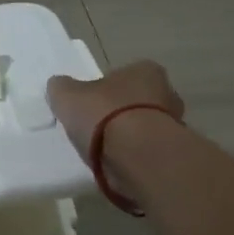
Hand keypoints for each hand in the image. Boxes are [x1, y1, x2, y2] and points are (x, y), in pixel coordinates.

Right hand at [46, 61, 185, 163]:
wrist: (137, 156)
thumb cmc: (104, 114)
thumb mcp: (67, 95)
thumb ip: (62, 88)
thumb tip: (59, 85)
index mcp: (145, 70)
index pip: (124, 75)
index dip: (105, 89)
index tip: (90, 105)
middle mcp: (167, 92)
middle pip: (138, 100)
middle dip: (120, 113)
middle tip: (96, 128)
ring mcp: (174, 124)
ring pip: (146, 126)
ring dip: (129, 137)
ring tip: (103, 151)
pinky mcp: (173, 153)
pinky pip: (147, 150)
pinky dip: (134, 156)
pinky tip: (117, 164)